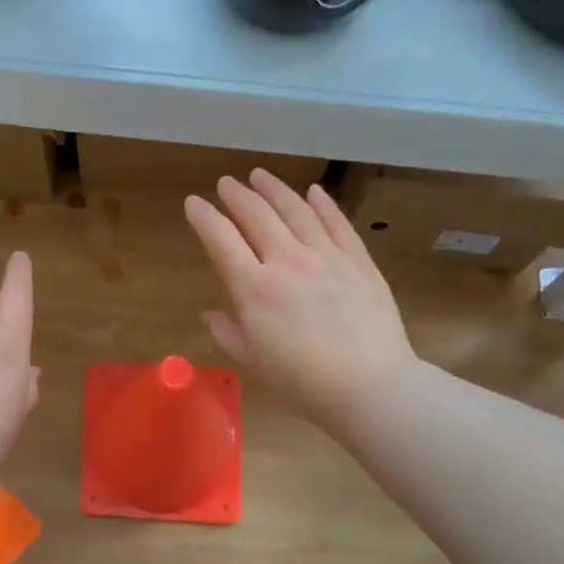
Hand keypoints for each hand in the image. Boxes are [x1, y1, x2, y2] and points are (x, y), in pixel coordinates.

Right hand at [186, 171, 415, 431]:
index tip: (193, 203)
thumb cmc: (304, 384)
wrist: (370, 387)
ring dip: (275, 189)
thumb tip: (210, 314)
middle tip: (227, 183)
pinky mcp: (359, 261)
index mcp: (254, 290)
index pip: (221, 240)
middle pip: (257, 216)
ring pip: (296, 210)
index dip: (204, 217)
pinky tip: (313, 191)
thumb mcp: (254, 364)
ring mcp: (326, 257)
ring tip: (260, 175)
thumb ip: (228, 333)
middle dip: (237, 195)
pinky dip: (323, 203)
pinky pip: (337, 223)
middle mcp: (287, 262)